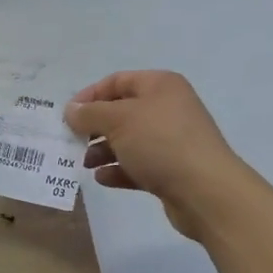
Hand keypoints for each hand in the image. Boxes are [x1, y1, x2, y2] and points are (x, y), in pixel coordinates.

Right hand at [65, 71, 252, 239]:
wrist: (205, 191)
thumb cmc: (160, 143)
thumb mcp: (118, 120)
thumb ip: (90, 113)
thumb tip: (71, 110)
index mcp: (160, 86)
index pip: (117, 81)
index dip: (89, 95)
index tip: (67, 115)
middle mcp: (167, 108)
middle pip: (121, 112)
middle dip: (94, 127)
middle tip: (72, 141)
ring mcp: (171, 141)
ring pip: (128, 140)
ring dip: (103, 150)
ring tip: (84, 163)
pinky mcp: (171, 170)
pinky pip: (138, 165)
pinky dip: (118, 169)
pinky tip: (102, 179)